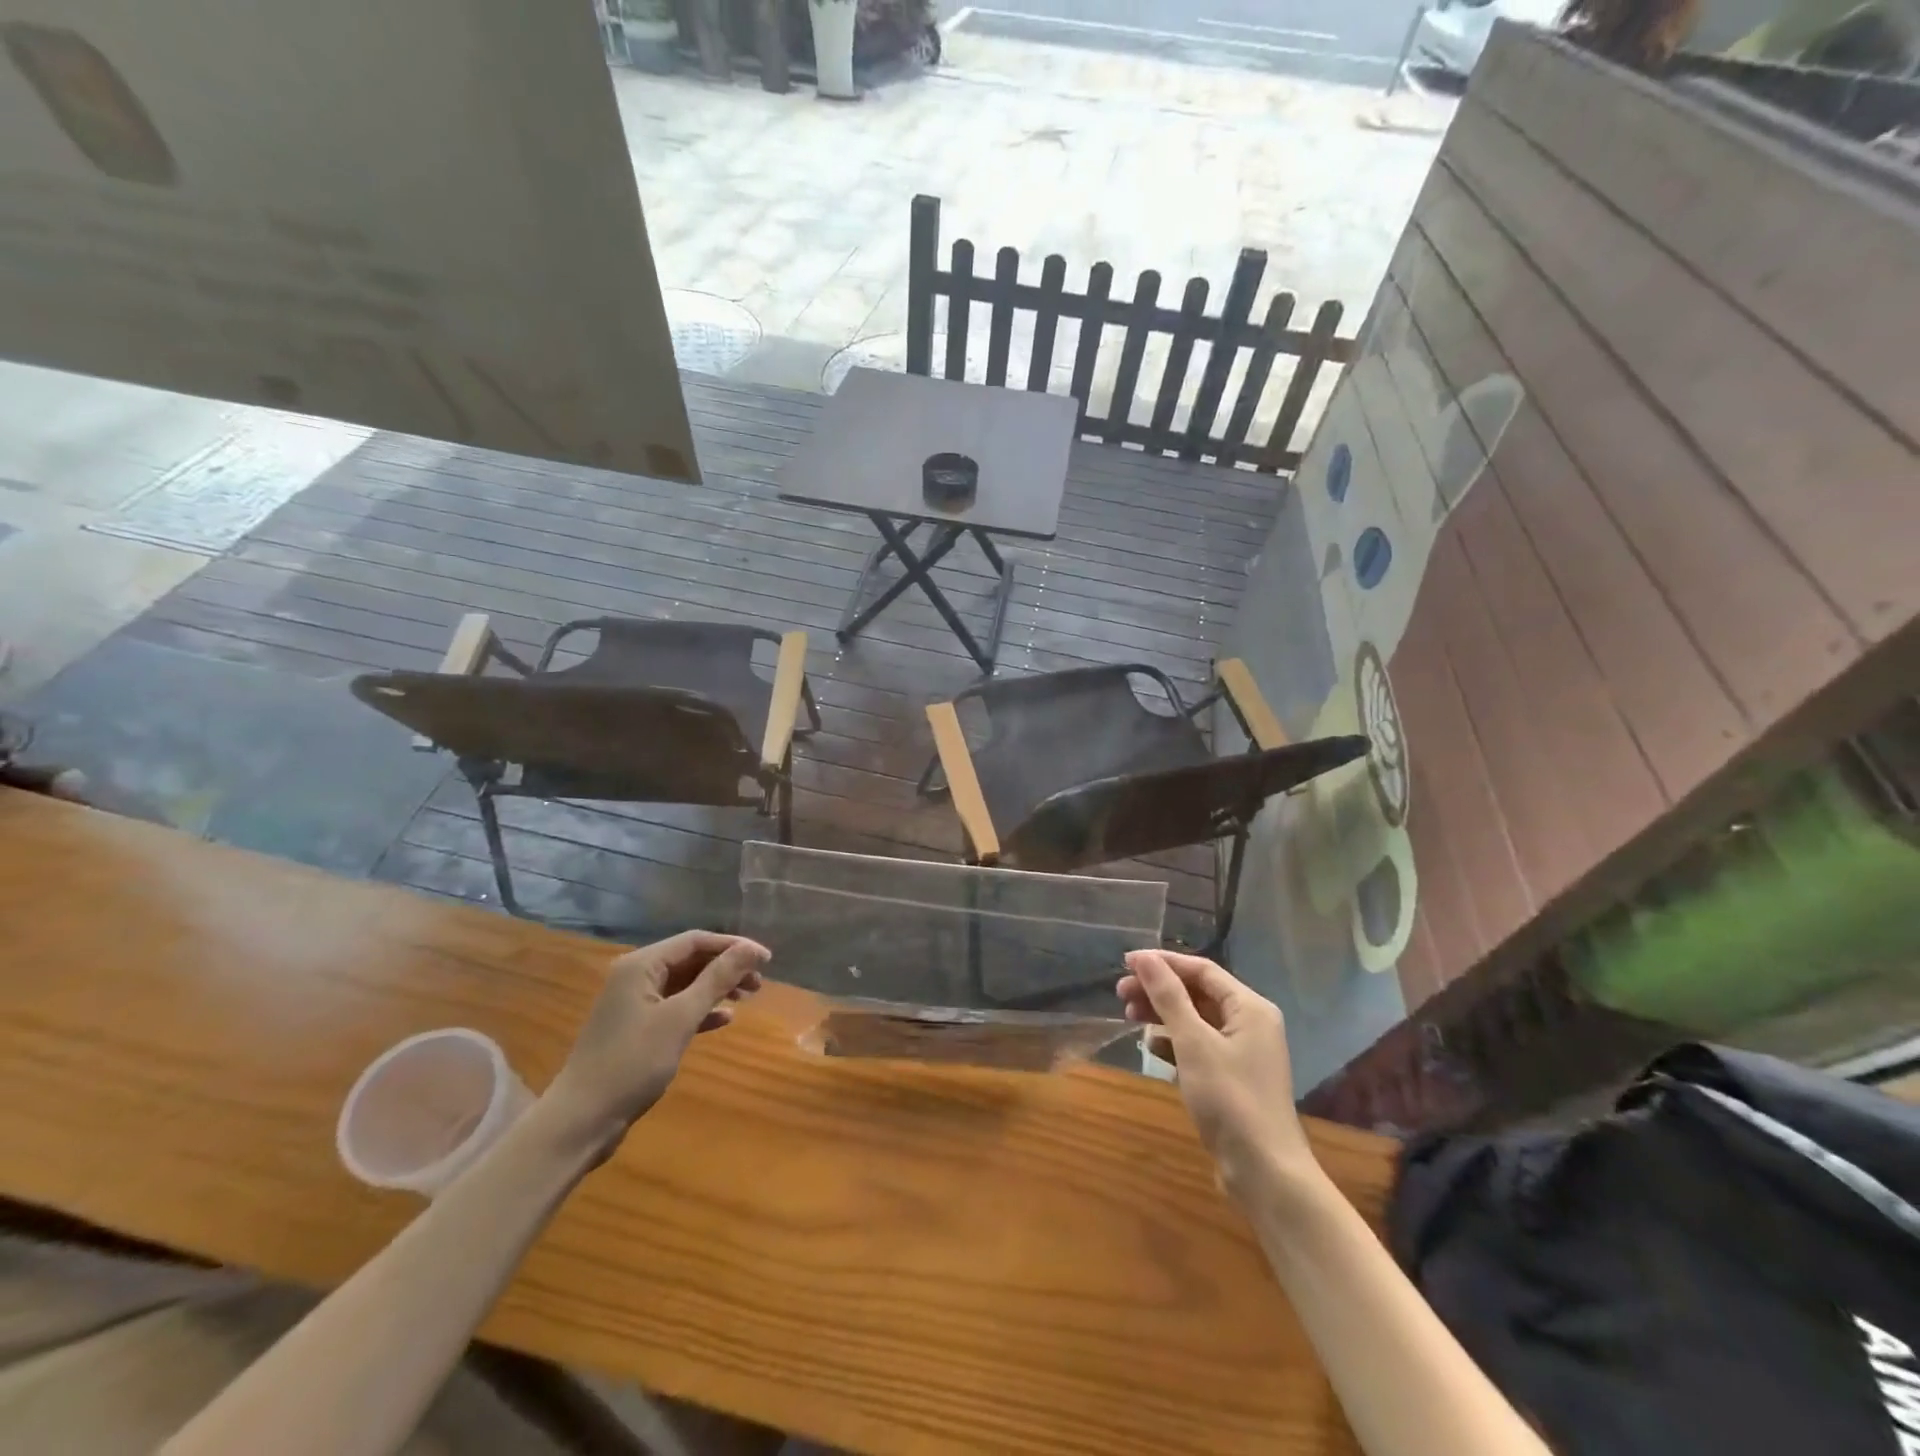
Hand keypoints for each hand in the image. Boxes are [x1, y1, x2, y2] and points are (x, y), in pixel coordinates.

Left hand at [543, 931, 768, 1160]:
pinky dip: (701, 1010)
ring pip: (685, 984)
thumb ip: (717, 979)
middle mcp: (636, 977)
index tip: (766, 959)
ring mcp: (635, 1004)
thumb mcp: (681, 1017)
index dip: (733, 946)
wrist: (582, 1120)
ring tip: (748, 997)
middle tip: (760, 983)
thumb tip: (752, 948)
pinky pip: (676, 1007)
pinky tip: (724, 1020)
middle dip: (727, 967)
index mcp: (641, 965)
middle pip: (691, 960)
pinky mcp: (637, 1029)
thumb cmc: (633, 1062)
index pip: (695, 941)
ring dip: (717, 988)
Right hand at [1117, 950, 1317, 1199]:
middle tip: (1120, 993)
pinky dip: (1174, 1041)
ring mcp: (1243, 1052)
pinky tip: (1151, 1047)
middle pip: (1198, 992)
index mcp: (1249, 1007)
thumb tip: (1144, 957)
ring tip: (1129, 1016)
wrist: (1265, 1172)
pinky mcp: (1233, 1077)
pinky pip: (1199, 1045)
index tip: (1126, 963)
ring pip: (1196, 1019)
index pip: (1201, 969)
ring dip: (1163, 1014)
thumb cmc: (1230, 1099)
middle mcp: (1250, 1023)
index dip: (1163, 962)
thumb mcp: (1193, 1043)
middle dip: (1159, 989)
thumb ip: (1168, 996)